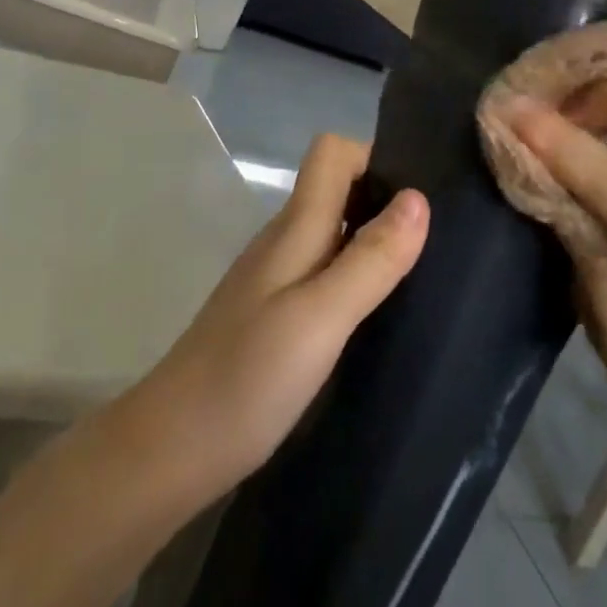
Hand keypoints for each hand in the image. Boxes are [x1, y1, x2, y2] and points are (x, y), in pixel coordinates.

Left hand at [110, 134, 427, 503]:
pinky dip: (357, 279)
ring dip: (375, 242)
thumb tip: (419, 198)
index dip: (375, 158)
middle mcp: (285, 242)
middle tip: (436, 241)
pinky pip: (326, 274)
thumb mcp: (320, 318)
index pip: (332, 153)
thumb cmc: (246, 379)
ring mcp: (276, 280)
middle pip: (338, 189)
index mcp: (294, 228)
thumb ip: (370, 260)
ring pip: (334, 233)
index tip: (420, 194)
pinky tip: (380, 316)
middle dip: (386, 201)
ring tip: (422, 276)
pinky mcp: (275, 316)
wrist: (169, 453)